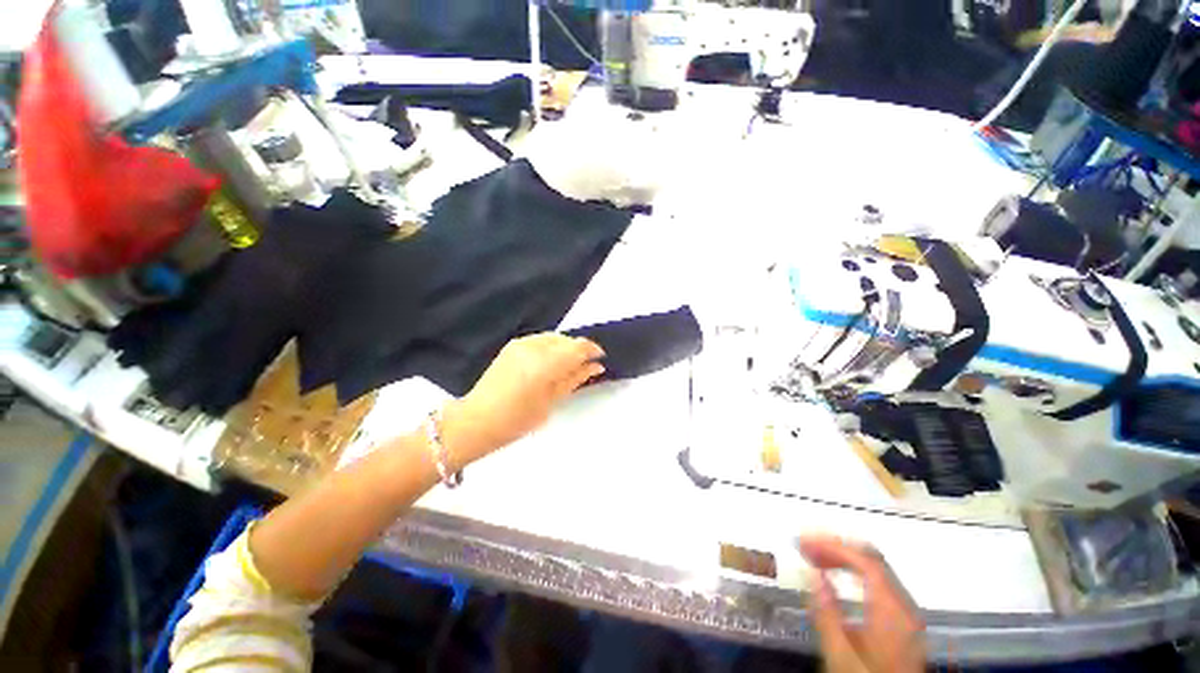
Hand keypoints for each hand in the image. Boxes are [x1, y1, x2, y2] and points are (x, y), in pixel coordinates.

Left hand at [441, 334, 604, 465]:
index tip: (600, 358)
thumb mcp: (552, 401)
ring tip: (567, 366)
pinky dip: (551, 347)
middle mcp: (533, 346)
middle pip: (567, 339)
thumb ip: (575, 378)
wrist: (477, 419)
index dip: (592, 350)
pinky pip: (541, 339)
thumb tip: (596, 366)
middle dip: (578, 350)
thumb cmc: (518, 419)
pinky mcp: (513, 345)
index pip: (577, 346)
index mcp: (544, 364)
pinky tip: (550, 363)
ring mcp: (521, 343)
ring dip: (565, 348)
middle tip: (584, 367)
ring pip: (554, 337)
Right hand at [799, 535, 925, 672]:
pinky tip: (834, 574)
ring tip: (813, 556)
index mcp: (893, 612)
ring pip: (876, 568)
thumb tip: (811, 572)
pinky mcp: (902, 619)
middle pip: (873, 560)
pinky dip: (853, 570)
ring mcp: (906, 612)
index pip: (867, 562)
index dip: (834, 545)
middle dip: (836, 546)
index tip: (804, 541)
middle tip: (804, 545)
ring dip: (842, 557)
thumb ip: (826, 613)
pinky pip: (878, 581)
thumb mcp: (840, 654)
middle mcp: (905, 606)